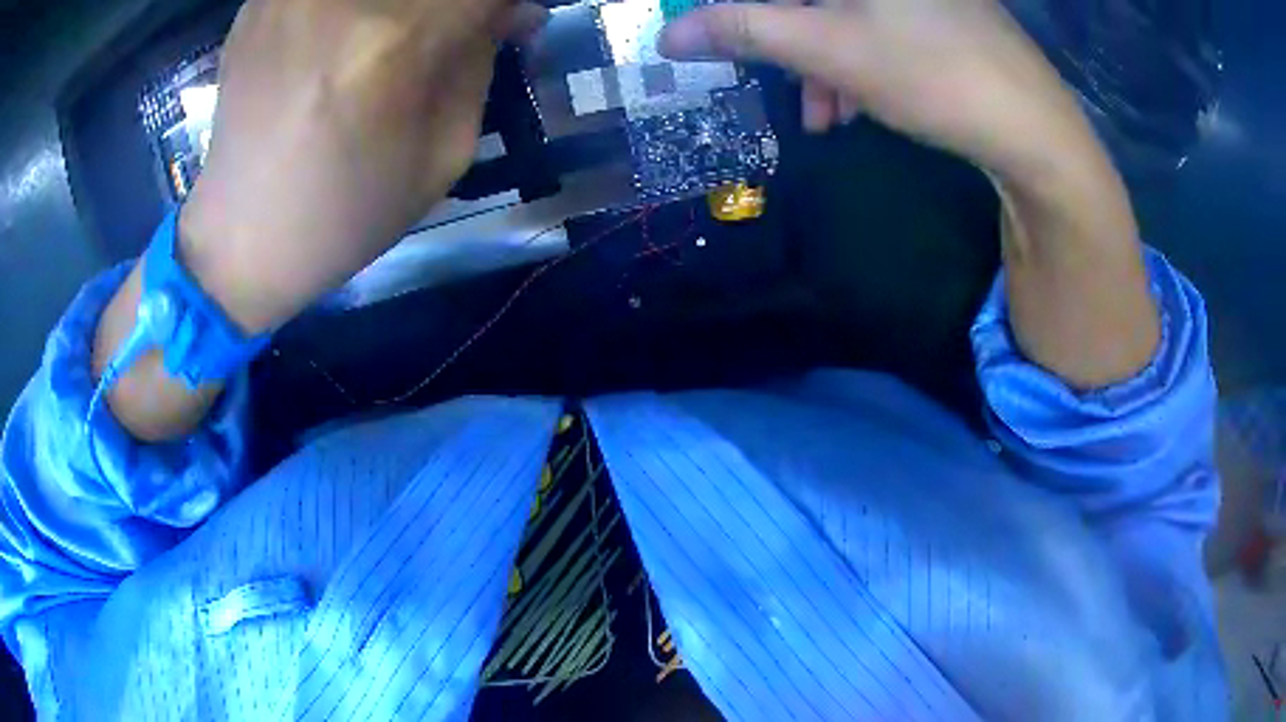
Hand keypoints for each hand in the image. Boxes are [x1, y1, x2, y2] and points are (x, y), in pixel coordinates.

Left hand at [180, 0, 546, 333]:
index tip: (496, 21)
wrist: (242, 238)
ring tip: (381, 42)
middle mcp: (338, 0)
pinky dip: (345, 9)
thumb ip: (480, 64)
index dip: (497, 4)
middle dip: (446, 5)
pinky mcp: (257, 4)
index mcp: (393, 42)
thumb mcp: (443, 154)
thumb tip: (513, 10)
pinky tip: (336, 39)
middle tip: (441, 33)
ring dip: (398, 7)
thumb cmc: (347, 214)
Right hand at [660, 0, 1099, 184]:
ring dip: (821, 58)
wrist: (1036, 131)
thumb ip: (744, 31)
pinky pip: (879, 25)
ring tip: (826, 114)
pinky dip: (858, 60)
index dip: (742, 10)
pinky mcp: (943, 14)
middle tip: (777, 80)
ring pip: (844, 12)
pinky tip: (862, 103)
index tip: (729, 37)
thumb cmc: (932, 76)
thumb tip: (670, 34)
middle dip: (785, 35)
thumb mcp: (828, 50)